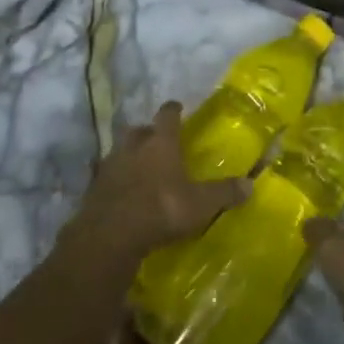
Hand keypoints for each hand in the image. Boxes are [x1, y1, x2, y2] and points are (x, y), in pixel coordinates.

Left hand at [72, 103, 248, 262]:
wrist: (110, 236)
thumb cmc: (161, 209)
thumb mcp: (200, 204)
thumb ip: (224, 193)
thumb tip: (251, 184)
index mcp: (160, 143)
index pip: (167, 115)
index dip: (173, 110)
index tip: (177, 107)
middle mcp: (132, 147)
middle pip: (138, 130)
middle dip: (148, 132)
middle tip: (158, 140)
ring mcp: (109, 167)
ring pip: (119, 151)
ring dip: (129, 155)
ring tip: (140, 167)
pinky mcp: (93, 189)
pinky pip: (107, 177)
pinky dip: (116, 181)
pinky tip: (123, 193)